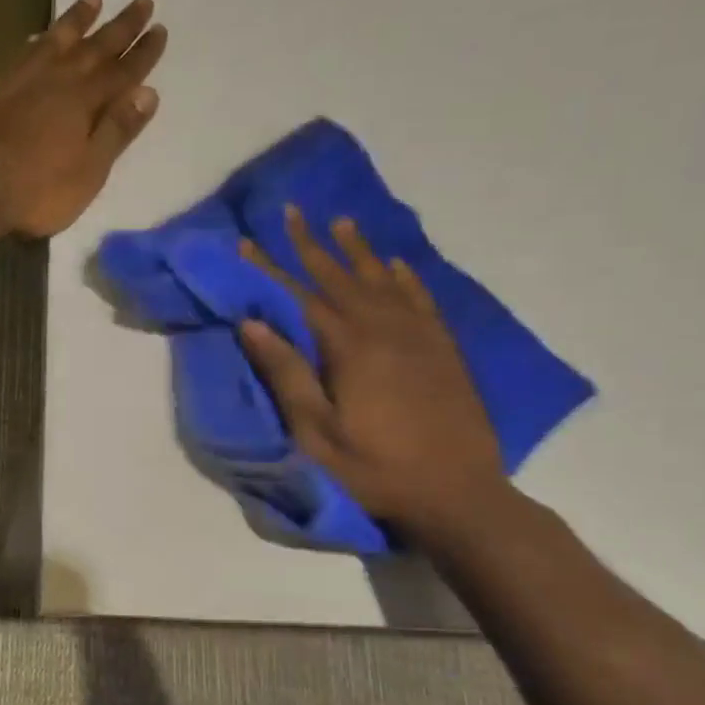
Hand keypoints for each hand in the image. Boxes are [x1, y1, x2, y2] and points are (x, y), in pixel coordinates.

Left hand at [0, 0, 167, 238]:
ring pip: (57, 40)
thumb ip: (116, 131)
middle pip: (96, 47)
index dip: (143, 53)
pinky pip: (24, 53)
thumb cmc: (36, 189)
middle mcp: (58, 80)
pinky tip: (38, 37)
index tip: (160, 29)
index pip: (123, 72)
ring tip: (93, 0)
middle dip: (121, 26)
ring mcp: (23, 81)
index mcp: (86, 101)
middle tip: (142, 0)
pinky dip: (38, 41)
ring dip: (78, 21)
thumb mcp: (88, 171)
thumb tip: (148, 93)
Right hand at [241, 208, 508, 537]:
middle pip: (340, 277)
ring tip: (341, 222)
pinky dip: (405, 278)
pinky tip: (395, 264)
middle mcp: (384, 330)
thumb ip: (286, 374)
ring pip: (381, 281)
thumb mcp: (316, 431)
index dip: (269, 269)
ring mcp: (419, 337)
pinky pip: (421, 300)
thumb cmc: (374, 468)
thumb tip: (252, 323)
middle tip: (292, 211)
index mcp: (349, 348)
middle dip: (311, 244)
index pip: (299, 296)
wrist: (458, 494)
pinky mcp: (443, 350)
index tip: (246, 242)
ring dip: (358, 250)